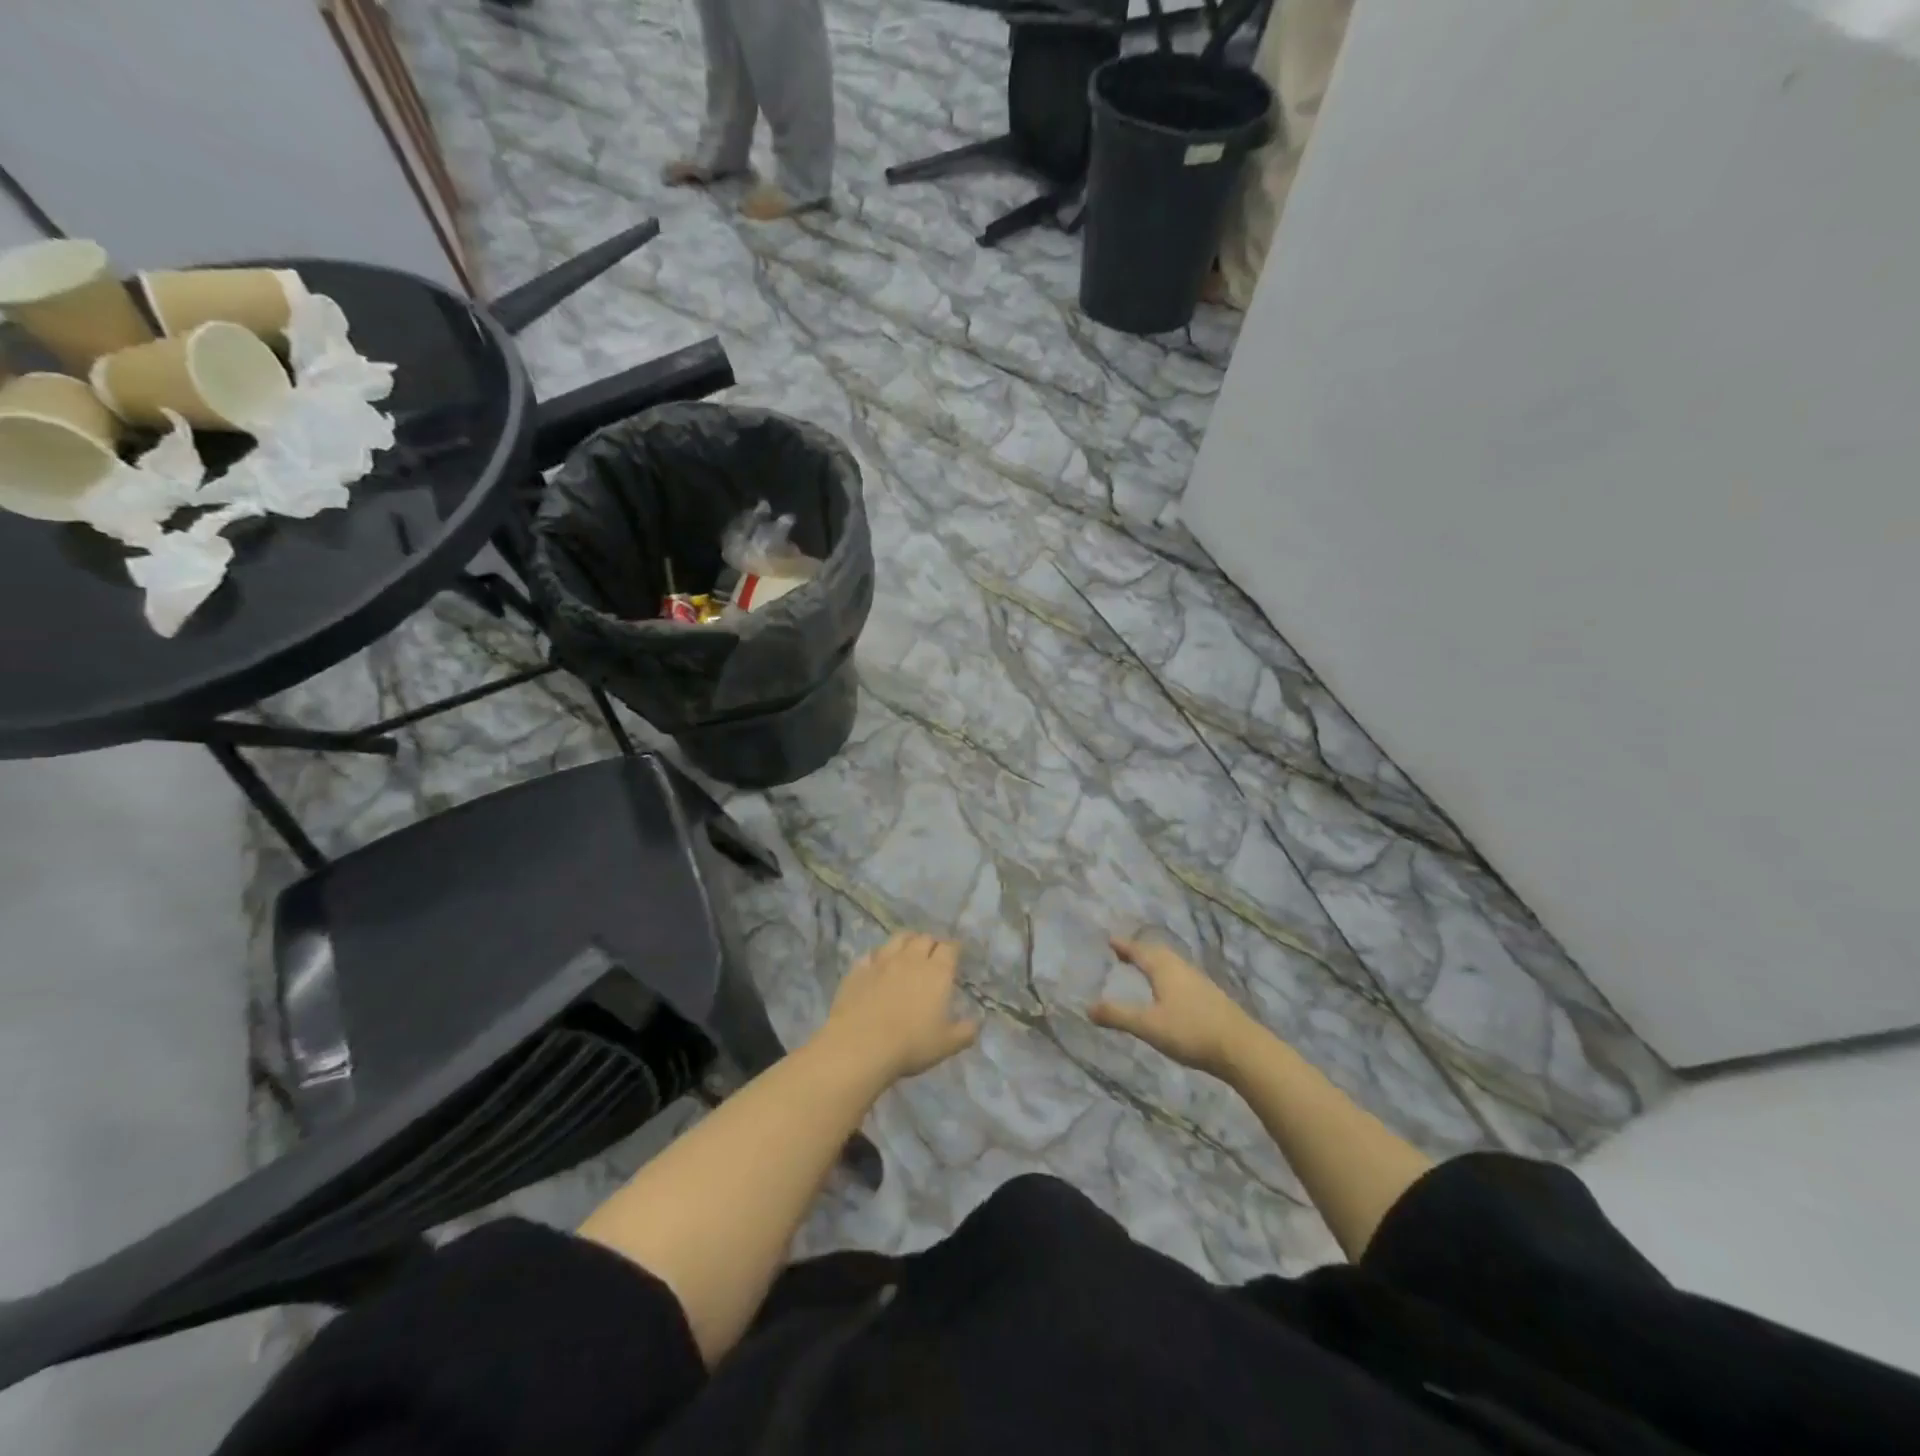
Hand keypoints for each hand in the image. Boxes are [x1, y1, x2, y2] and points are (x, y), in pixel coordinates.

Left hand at [819, 933, 979, 1082]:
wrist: (861, 1046)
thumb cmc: (911, 1044)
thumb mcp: (947, 1044)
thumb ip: (966, 1032)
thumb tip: (977, 1023)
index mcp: (937, 972)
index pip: (950, 947)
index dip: (954, 949)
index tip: (956, 956)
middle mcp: (911, 958)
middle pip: (925, 938)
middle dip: (932, 944)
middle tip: (933, 956)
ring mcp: (882, 961)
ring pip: (898, 938)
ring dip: (907, 941)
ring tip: (908, 952)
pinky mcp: (859, 969)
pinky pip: (871, 954)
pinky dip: (878, 957)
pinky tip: (877, 966)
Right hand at [1090, 937, 1258, 1077]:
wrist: (1241, 1048)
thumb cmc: (1190, 1031)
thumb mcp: (1148, 1025)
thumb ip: (1118, 1016)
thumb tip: (1087, 1007)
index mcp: (1165, 969)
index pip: (1140, 951)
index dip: (1125, 946)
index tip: (1110, 940)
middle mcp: (1182, 969)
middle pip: (1158, 953)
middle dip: (1140, 951)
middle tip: (1124, 953)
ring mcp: (1199, 982)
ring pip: (1173, 964)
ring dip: (1156, 962)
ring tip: (1145, 968)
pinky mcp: (1211, 997)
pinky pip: (1183, 976)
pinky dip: (1169, 976)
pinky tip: (1171, 991)